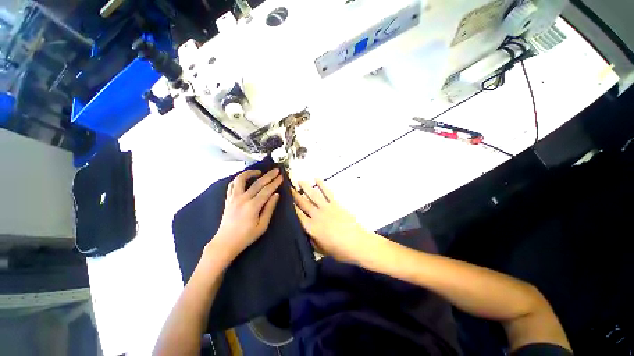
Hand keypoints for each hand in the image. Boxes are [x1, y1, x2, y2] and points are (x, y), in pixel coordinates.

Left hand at [210, 168, 282, 260]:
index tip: (281, 177)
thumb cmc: (246, 236)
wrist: (225, 242)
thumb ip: (269, 208)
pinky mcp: (228, 199)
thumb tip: (276, 195)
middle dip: (268, 175)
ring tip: (259, 172)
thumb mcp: (262, 225)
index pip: (266, 190)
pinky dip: (239, 179)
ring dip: (250, 173)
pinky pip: (232, 185)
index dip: (275, 183)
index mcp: (252, 206)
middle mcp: (242, 199)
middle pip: (257, 183)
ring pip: (241, 179)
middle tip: (276, 170)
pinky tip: (245, 179)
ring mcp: (233, 198)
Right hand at [292, 180, 377, 263]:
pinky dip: (321, 185)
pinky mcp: (335, 204)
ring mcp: (326, 208)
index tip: (285, 199)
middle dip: (294, 195)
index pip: (297, 215)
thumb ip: (312, 239)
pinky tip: (317, 179)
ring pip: (313, 195)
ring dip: (305, 187)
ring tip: (299, 180)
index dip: (291, 206)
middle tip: (288, 187)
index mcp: (311, 228)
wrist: (357, 243)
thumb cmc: (340, 250)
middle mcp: (316, 215)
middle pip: (303, 203)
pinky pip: (327, 192)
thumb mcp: (321, 249)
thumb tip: (307, 232)